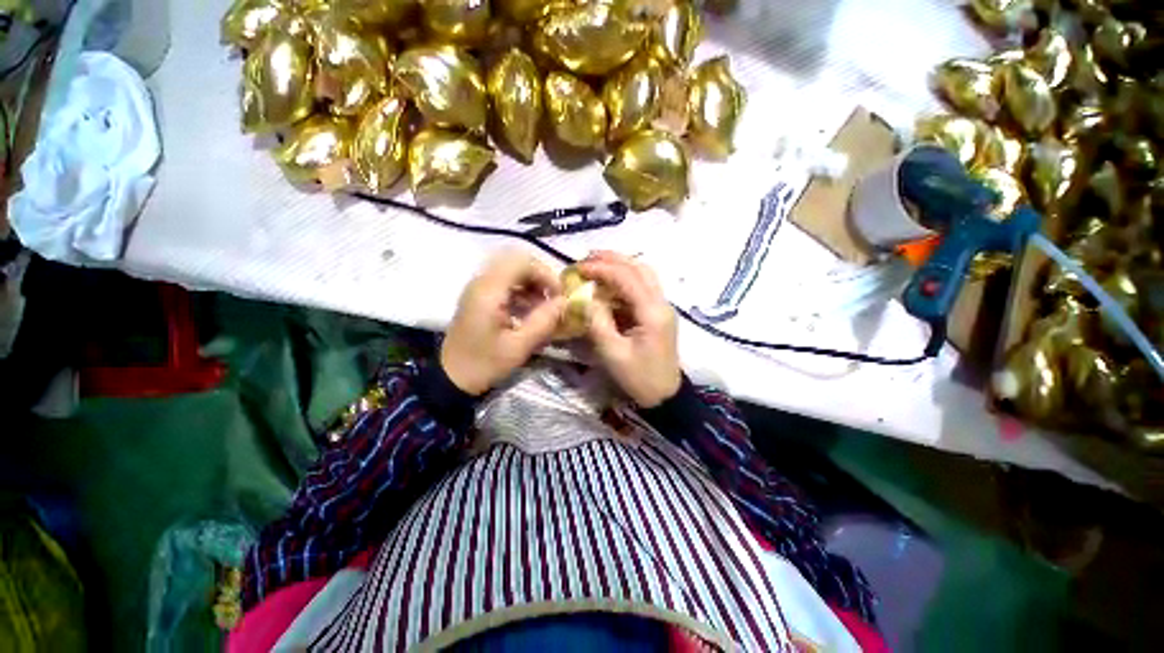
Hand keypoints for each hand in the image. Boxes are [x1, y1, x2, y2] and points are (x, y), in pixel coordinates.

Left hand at [441, 250, 564, 395]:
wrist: (451, 378)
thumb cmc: (485, 363)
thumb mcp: (520, 346)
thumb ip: (544, 321)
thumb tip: (565, 301)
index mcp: (489, 291)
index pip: (522, 262)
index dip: (545, 274)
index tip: (558, 295)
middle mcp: (482, 282)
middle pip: (517, 262)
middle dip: (539, 277)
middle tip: (551, 299)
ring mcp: (478, 289)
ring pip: (511, 271)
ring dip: (531, 284)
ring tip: (542, 307)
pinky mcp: (478, 297)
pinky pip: (504, 283)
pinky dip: (521, 291)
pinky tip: (528, 311)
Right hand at [577, 251, 680, 407]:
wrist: (665, 396)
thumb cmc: (639, 377)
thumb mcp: (613, 353)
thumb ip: (598, 323)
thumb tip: (585, 299)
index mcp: (653, 312)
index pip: (627, 278)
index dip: (602, 269)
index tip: (579, 268)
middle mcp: (662, 303)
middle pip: (640, 268)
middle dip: (613, 259)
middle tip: (587, 259)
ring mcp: (663, 307)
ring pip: (643, 274)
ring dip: (620, 266)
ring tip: (596, 266)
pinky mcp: (658, 313)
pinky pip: (642, 288)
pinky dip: (624, 281)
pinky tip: (608, 285)